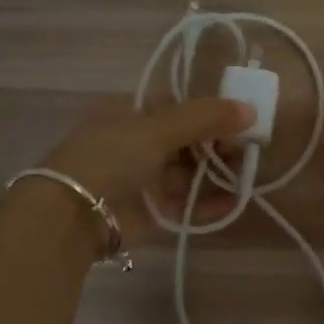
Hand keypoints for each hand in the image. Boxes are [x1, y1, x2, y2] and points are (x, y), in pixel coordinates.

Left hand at [34, 97, 253, 246]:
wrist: (72, 216)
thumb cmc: (110, 157)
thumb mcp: (156, 128)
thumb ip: (205, 118)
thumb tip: (251, 110)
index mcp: (131, 113)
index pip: (180, 108)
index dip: (211, 114)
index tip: (240, 121)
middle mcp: (138, 144)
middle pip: (189, 141)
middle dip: (220, 145)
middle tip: (246, 150)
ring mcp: (146, 179)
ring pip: (192, 173)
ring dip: (220, 173)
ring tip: (246, 175)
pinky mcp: (153, 211)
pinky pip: (189, 204)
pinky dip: (211, 202)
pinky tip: (235, 200)